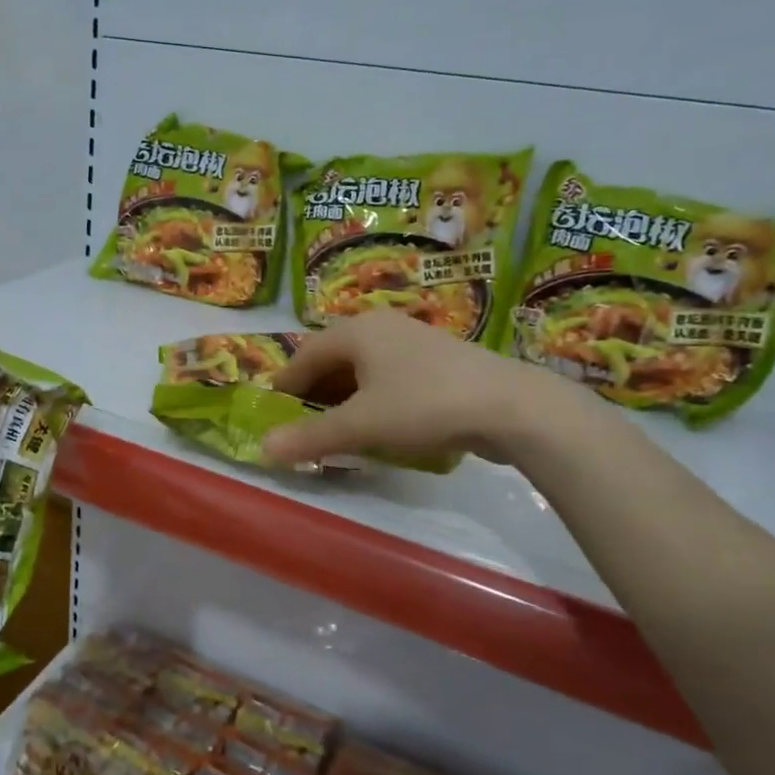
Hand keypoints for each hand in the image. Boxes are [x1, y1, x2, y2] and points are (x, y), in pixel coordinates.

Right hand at [260, 311, 592, 467]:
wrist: (511, 406)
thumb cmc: (423, 405)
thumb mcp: (361, 425)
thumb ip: (311, 436)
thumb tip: (263, 448)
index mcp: (356, 331)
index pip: (304, 355)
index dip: (285, 386)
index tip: (273, 414)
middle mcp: (381, 326)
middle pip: (333, 359)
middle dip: (315, 394)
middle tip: (303, 426)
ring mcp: (413, 340)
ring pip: (363, 369)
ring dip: (344, 398)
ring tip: (338, 430)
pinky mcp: (438, 360)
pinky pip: (389, 377)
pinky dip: (373, 398)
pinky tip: (380, 425)